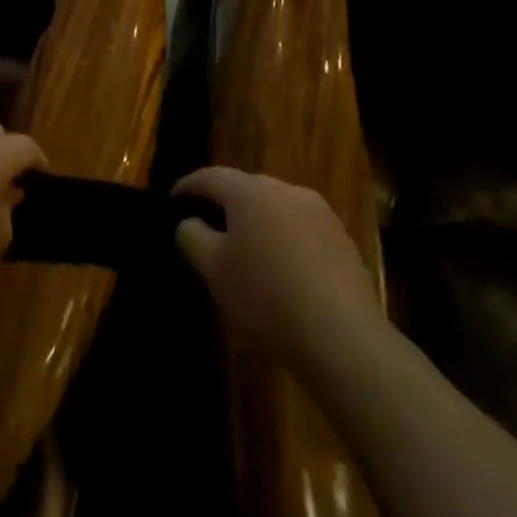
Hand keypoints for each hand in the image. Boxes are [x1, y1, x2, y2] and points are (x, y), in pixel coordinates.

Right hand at [173, 167, 384, 374]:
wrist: (344, 339)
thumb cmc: (265, 296)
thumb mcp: (212, 269)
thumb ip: (191, 236)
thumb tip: (191, 223)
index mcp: (250, 191)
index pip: (210, 177)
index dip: (187, 187)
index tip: (172, 200)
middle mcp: (287, 191)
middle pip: (246, 190)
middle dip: (225, 205)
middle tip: (208, 228)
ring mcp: (321, 215)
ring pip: (276, 210)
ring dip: (258, 224)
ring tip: (245, 251)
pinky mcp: (344, 242)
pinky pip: (301, 231)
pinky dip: (284, 242)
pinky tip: (280, 272)